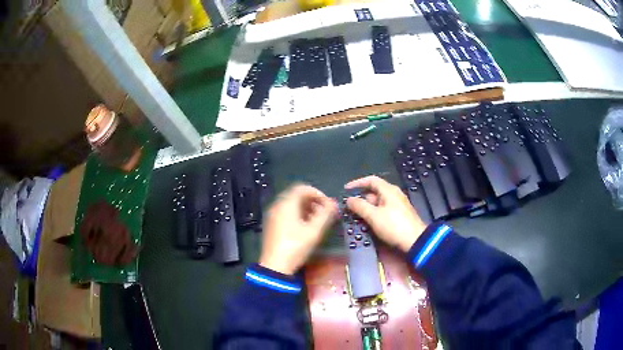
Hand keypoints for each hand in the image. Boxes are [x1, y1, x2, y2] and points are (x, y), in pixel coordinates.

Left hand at [259, 184, 337, 274]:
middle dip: (313, 202)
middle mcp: (277, 205)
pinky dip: (297, 215)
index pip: (303, 188)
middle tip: (324, 213)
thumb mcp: (314, 231)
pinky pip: (286, 213)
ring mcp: (272, 215)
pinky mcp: (271, 225)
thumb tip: (334, 203)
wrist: (275, 266)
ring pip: (291, 205)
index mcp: (286, 204)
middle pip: (297, 196)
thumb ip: (326, 214)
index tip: (328, 205)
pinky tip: (305, 228)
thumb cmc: (296, 246)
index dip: (318, 194)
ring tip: (317, 221)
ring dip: (306, 209)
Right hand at [345, 176, 426, 251]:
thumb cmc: (394, 226)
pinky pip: (384, 209)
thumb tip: (349, 200)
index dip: (358, 183)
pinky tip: (369, 222)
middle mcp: (394, 194)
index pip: (371, 180)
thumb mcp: (373, 216)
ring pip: (379, 202)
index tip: (346, 189)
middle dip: (361, 198)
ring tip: (356, 216)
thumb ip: (360, 206)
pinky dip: (374, 213)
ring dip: (367, 207)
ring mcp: (398, 205)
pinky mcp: (400, 215)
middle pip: (374, 192)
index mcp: (388, 190)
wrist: (415, 241)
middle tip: (350, 207)